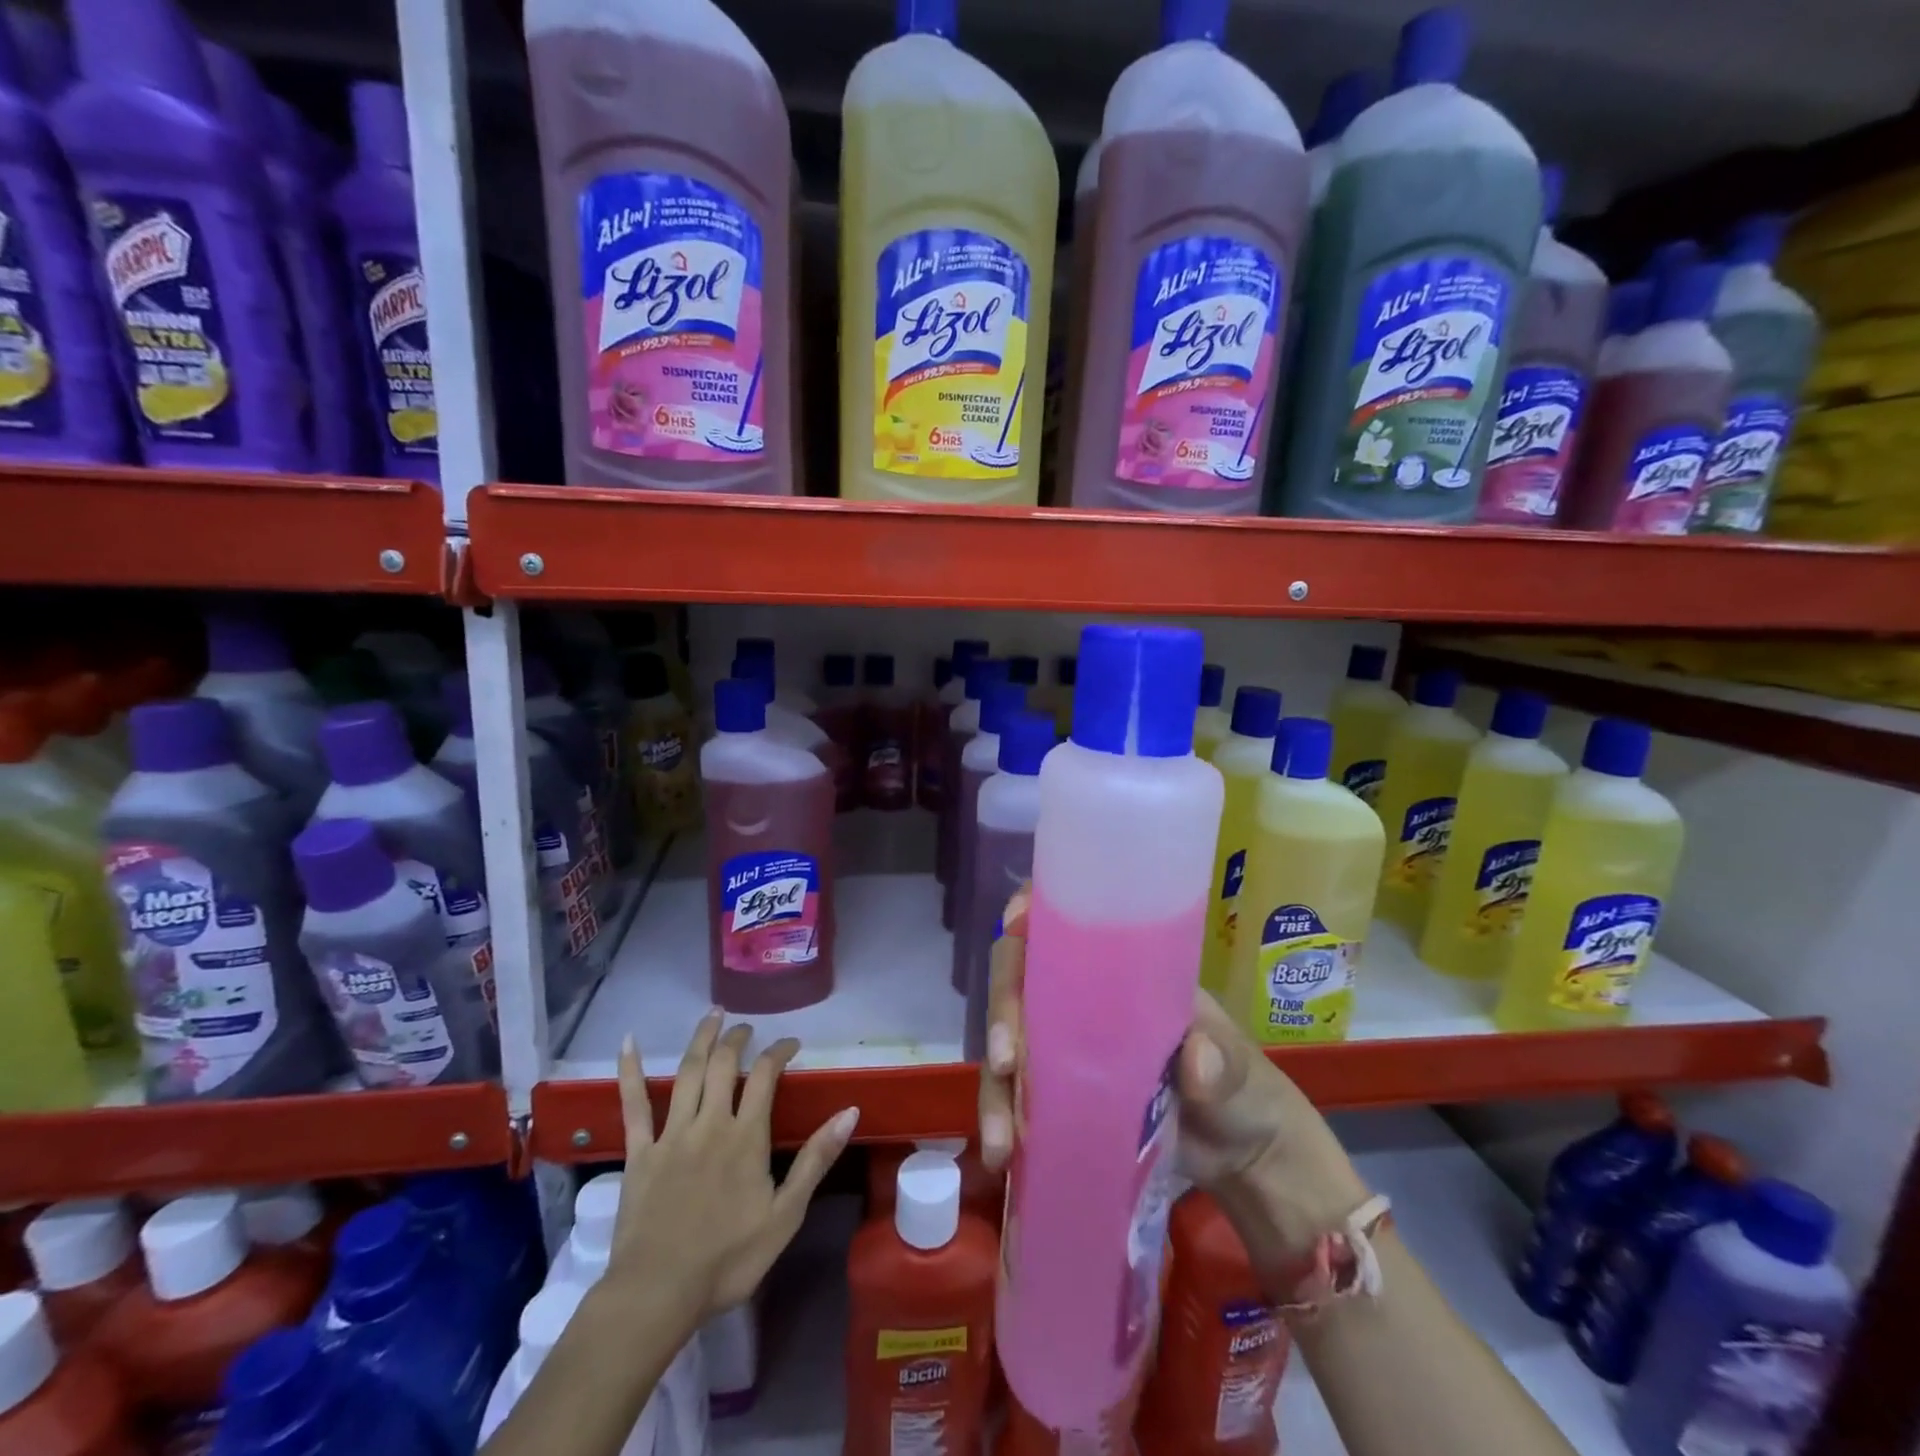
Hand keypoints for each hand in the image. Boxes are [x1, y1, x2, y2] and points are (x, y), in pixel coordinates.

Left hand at [604, 1012, 858, 1328]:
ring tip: (712, 1015)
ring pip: (687, 1072)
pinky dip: (629, 1071)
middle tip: (747, 1026)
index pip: (766, 1075)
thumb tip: (850, 1111)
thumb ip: (816, 1159)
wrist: (657, 1294)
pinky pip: (633, 1105)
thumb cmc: (728, 1259)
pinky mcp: (638, 1152)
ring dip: (701, 1039)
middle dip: (738, 1038)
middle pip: (724, 1064)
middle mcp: (710, 1123)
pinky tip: (629, 1042)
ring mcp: (671, 1134)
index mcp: (746, 1136)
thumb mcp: (786, 1214)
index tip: (791, 1043)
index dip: (779, 1051)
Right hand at [976, 887, 1367, 1266]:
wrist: (1245, 1160)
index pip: (1066, 923)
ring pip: (1008, 1040)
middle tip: (1005, 1059)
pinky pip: (1015, 1094)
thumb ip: (1223, 1062)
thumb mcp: (1242, 1070)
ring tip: (998, 1136)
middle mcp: (1083, 1000)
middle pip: (1023, 978)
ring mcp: (1066, 1048)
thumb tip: (1196, 1064)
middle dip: (1003, 1008)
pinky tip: (998, 1153)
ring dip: (994, 1081)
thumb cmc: (1246, 1091)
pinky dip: (1000, 1117)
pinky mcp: (1059, 1095)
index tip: (1014, 927)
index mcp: (1125, 971)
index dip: (1032, 914)